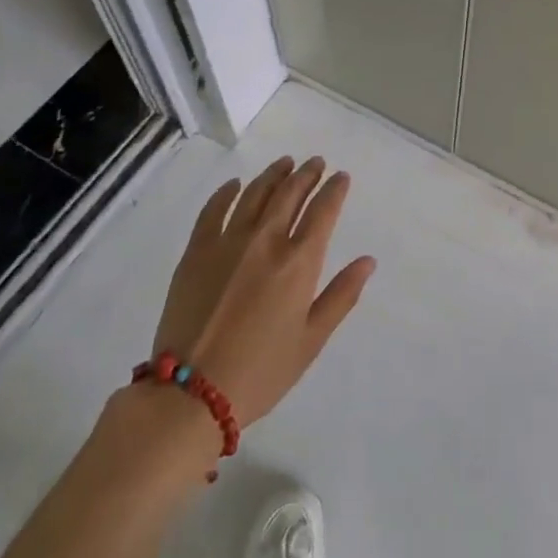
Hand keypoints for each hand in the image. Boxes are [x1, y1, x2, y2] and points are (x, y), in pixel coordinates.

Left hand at [151, 155, 374, 428]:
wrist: (189, 394)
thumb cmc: (260, 372)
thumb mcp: (311, 341)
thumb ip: (341, 296)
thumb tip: (368, 261)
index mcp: (298, 263)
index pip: (323, 211)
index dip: (335, 190)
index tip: (341, 177)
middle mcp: (266, 241)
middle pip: (290, 194)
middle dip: (307, 174)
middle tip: (316, 163)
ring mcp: (227, 242)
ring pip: (255, 193)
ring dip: (274, 175)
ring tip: (285, 163)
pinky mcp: (196, 251)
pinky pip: (214, 210)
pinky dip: (227, 192)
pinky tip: (235, 185)